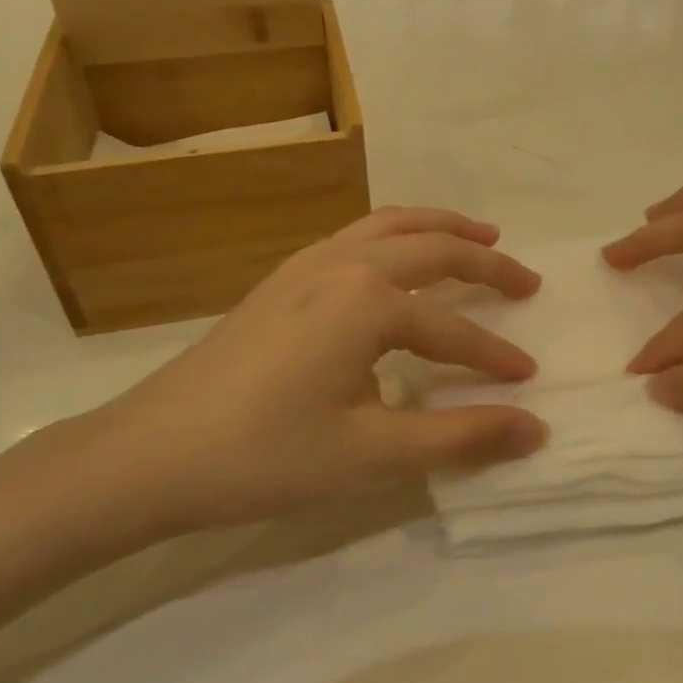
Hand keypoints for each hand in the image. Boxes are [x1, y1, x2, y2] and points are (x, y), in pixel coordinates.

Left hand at [67, 208, 548, 535]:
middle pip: (431, 247)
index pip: (451, 327)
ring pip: (389, 226)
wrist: (148, 455)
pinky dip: (396, 234)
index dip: (494, 355)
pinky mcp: (280, 280)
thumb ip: (459, 437)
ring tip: (479, 238)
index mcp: (367, 301)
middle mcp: (342, 264)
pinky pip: (355, 236)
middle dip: (485, 263)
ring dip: (440, 228)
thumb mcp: (371, 455)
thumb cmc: (263, 456)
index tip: (529, 380)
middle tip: (526, 280)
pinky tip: (396, 260)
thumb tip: (534, 428)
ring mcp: (305, 265)